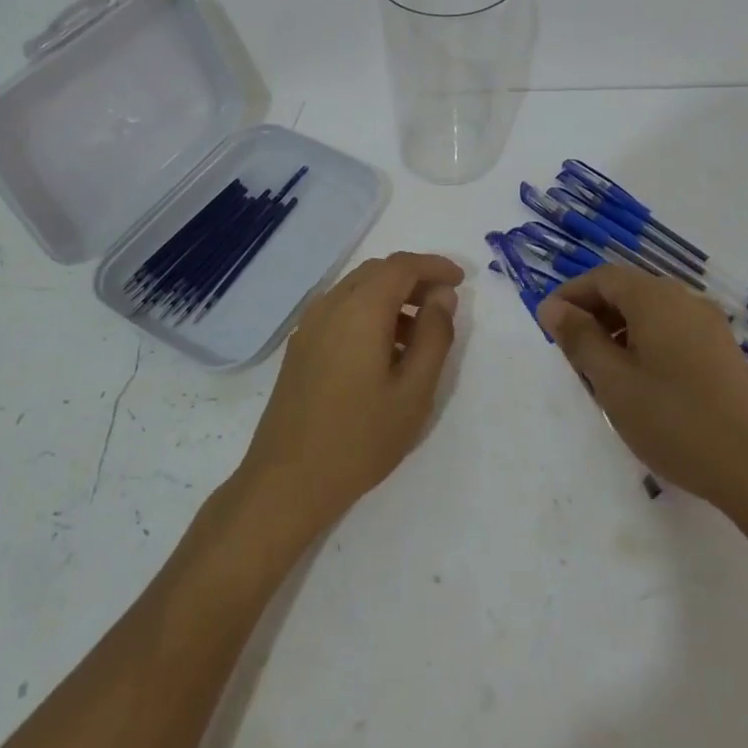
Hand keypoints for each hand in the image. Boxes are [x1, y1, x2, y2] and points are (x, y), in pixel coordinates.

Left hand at [236, 252, 462, 537]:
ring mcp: (310, 324)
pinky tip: (384, 352)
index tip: (460, 280)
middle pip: (378, 271)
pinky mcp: (300, 345)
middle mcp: (331, 304)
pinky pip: (341, 309)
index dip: (434, 266)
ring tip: (419, 335)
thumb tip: (441, 296)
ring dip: (391, 296)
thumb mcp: (414, 392)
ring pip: (358, 289)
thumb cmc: (360, 438)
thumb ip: (434, 336)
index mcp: (360, 309)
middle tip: (443, 304)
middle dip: (414, 278)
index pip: (402, 266)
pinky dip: (369, 312)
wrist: (286, 481)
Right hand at [537, 264, 747, 517]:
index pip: (602, 276)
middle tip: (571, 356)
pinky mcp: (722, 351)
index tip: (547, 325)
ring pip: (649, 313)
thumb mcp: (613, 381)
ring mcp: (708, 325)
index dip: (570, 294)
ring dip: (618, 331)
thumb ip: (578, 338)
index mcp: (655, 298)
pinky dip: (645, 344)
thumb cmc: (675, 421)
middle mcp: (684, 299)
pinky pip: (672, 331)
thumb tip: (552, 306)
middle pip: (627, 291)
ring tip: (602, 376)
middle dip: (593, 315)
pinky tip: (641, 385)